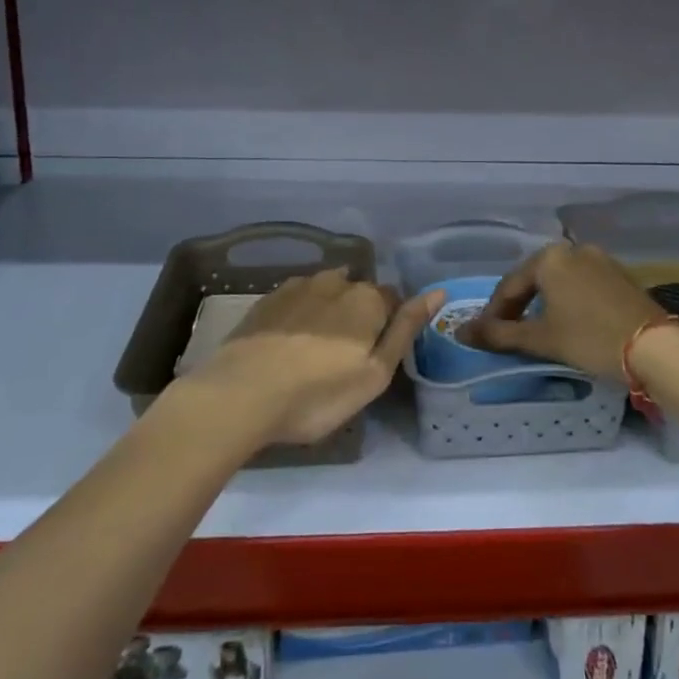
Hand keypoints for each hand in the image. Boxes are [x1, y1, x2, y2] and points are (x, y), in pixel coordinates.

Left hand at [188, 269, 442, 445]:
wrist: (240, 396)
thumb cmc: (317, 394)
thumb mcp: (375, 374)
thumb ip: (407, 329)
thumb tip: (439, 292)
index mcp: (367, 299)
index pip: (393, 300)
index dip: (389, 326)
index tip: (376, 354)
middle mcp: (335, 282)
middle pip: (358, 293)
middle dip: (359, 315)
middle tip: (346, 357)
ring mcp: (297, 288)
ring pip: (326, 292)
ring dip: (329, 312)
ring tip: (316, 348)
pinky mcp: (266, 300)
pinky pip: (296, 300)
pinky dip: (299, 315)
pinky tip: (289, 342)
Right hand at [470, 242, 660, 381]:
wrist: (656, 346)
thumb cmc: (589, 338)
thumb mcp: (540, 339)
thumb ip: (499, 334)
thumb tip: (460, 333)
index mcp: (549, 257)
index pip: (509, 285)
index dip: (493, 313)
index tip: (484, 336)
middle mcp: (573, 249)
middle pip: (534, 279)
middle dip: (519, 306)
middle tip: (508, 333)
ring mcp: (600, 259)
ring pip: (559, 281)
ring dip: (544, 304)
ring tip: (537, 330)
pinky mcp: (619, 275)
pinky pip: (582, 285)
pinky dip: (568, 302)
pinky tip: (569, 323)